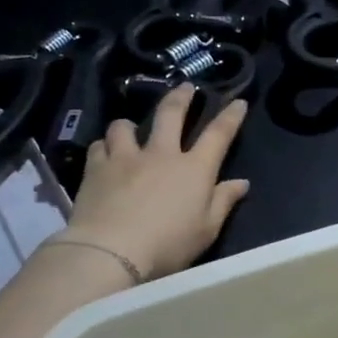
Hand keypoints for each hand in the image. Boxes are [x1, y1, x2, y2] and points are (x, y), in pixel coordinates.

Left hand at [61, 84, 249, 280]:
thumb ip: (223, 202)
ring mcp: (125, 157)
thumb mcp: (206, 231)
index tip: (237, 102)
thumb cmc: (167, 246)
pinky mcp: (96, 168)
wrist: (112, 251)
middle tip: (185, 86)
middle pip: (171, 114)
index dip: (230, 116)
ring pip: (125, 126)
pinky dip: (104, 147)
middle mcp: (161, 154)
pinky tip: (103, 154)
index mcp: (194, 169)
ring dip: (130, 125)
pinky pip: (99, 146)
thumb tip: (242, 182)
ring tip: (129, 129)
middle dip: (181, 97)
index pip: (218, 134)